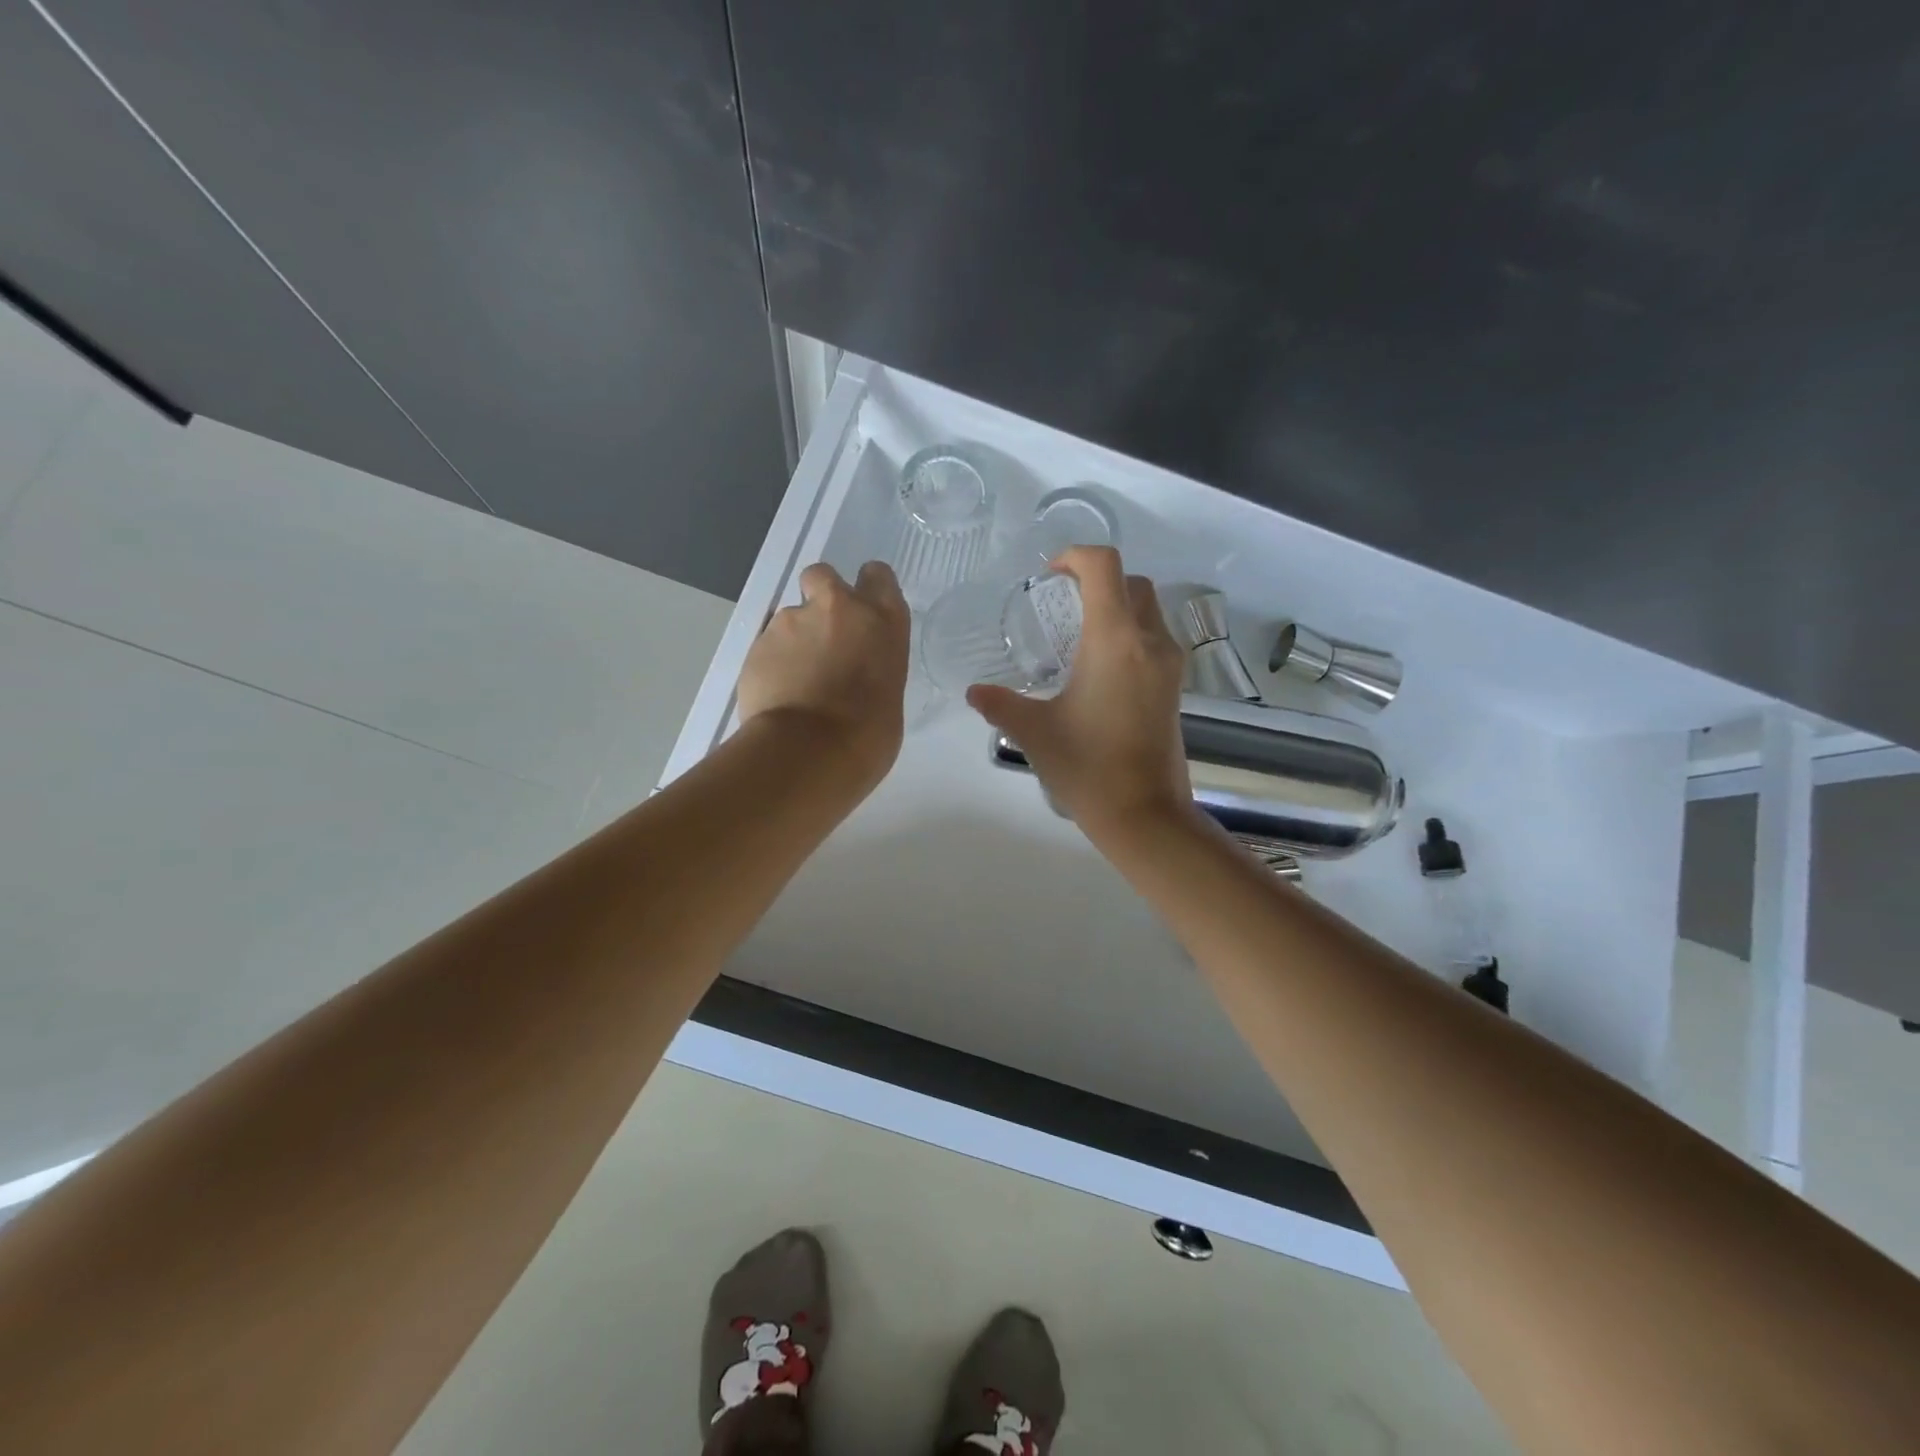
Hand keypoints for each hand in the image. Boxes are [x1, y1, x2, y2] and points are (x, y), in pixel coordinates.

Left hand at [738, 561, 909, 787]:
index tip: (862, 608)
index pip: (877, 575)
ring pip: (790, 616)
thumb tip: (854, 672)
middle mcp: (838, 608)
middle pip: (823, 575)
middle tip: (822, 633)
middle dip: (819, 596)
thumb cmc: (868, 734)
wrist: (810, 751)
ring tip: (795, 681)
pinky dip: (772, 663)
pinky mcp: (758, 642)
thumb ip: (871, 665)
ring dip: (793, 639)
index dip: (867, 587)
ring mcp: (792, 621)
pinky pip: (767, 646)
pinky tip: (777, 694)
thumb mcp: (889, 692)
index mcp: (882, 620)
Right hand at [966, 546, 1192, 839]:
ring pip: (1149, 609)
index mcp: (1115, 639)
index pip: (1104, 566)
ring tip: (1079, 633)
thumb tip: (974, 693)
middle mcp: (1149, 641)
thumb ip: (1001, 704)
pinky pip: (1154, 638)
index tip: (1049, 576)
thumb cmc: (1087, 766)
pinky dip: (1130, 632)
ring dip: (1117, 605)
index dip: (1075, 556)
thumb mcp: (1035, 731)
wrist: (1145, 814)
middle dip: (1097, 579)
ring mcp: (1169, 664)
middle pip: (1132, 582)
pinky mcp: (1175, 687)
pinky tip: (1100, 666)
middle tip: (1061, 601)